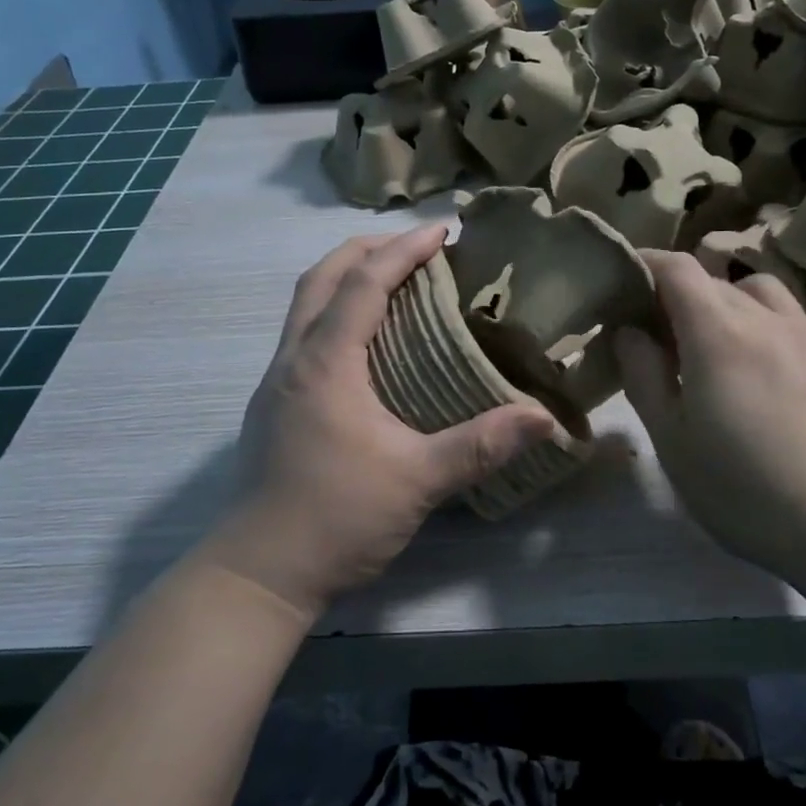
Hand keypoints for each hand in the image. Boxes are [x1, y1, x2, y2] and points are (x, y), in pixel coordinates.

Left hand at [203, 227, 554, 620]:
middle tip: (416, 248)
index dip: (404, 250)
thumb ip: (481, 445)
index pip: (363, 283)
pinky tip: (366, 342)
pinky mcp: (274, 404)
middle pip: (321, 277)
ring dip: (346, 278)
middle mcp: (294, 359)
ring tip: (393, 281)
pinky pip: (304, 333)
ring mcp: (276, 381)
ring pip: (305, 304)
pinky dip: (335, 312)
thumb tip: (546, 418)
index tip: (443, 232)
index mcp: (326, 363)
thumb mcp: (417, 480)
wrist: (259, 574)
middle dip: (367, 249)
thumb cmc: (336, 518)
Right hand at [616, 253, 805, 581]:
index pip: (677, 268)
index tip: (623, 282)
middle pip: (712, 279)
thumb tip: (629, 331)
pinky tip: (759, 368)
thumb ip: (643, 374)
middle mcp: (765, 318)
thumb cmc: (741, 487)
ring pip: (757, 289)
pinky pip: (789, 317)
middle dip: (676, 293)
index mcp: (718, 333)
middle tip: (656, 333)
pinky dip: (761, 321)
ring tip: (713, 343)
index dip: (646, 265)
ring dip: (725, 301)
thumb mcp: (671, 438)